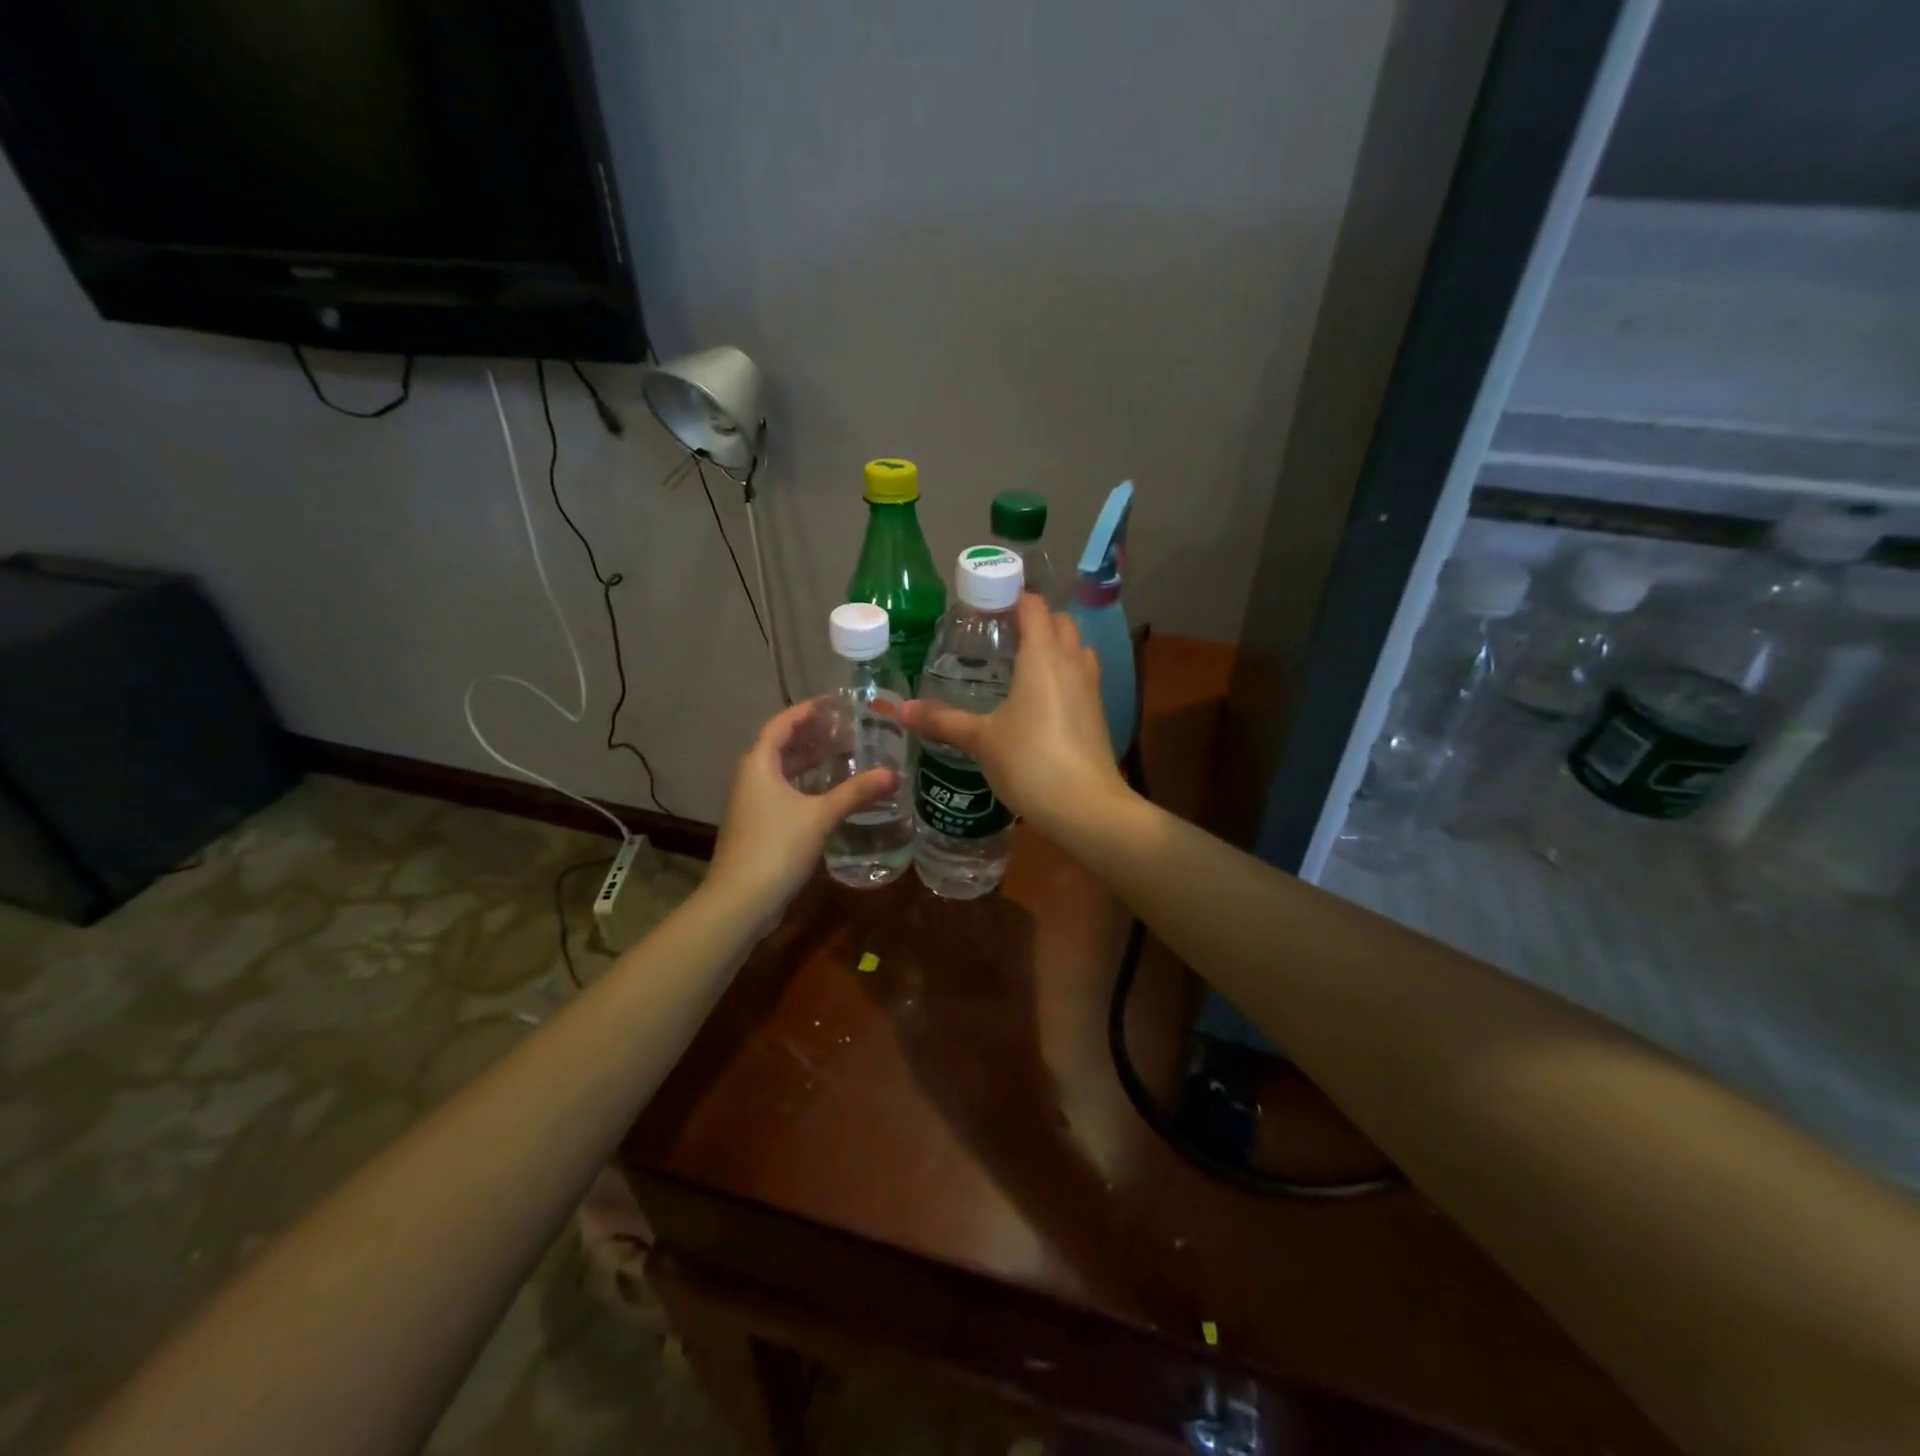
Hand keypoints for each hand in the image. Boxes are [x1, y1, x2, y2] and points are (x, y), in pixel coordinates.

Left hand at [707, 699, 898, 925]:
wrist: (740, 900)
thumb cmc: (776, 847)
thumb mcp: (820, 816)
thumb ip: (856, 793)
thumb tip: (894, 774)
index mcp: (759, 764)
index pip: (782, 724)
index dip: (807, 710)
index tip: (834, 702)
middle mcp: (751, 777)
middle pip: (781, 745)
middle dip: (812, 734)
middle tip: (846, 727)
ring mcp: (752, 803)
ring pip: (782, 771)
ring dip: (809, 760)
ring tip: (843, 753)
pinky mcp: (758, 825)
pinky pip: (783, 791)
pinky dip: (805, 784)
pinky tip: (829, 792)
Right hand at [902, 594, 1130, 837]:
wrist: (1085, 806)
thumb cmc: (1030, 760)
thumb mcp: (981, 739)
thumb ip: (943, 720)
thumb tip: (902, 710)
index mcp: (1042, 655)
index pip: (1033, 607)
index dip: (1012, 597)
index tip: (986, 602)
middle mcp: (1071, 662)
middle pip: (1059, 622)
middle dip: (1035, 619)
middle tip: (1001, 631)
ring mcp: (1090, 688)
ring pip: (1077, 648)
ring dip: (1055, 644)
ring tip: (1022, 660)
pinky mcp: (1098, 713)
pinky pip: (1082, 676)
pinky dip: (1064, 672)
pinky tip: (1042, 698)